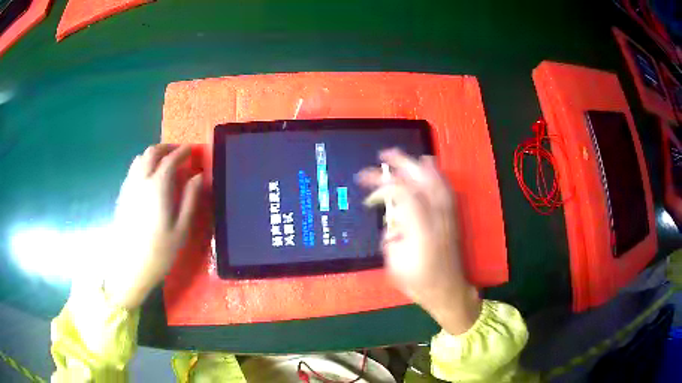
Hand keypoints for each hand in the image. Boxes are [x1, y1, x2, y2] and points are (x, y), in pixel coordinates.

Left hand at [105, 144, 202, 309]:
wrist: (129, 268)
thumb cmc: (159, 252)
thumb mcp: (182, 229)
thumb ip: (190, 199)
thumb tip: (199, 176)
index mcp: (157, 187)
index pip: (171, 159)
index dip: (183, 152)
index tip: (192, 150)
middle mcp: (140, 181)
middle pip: (151, 152)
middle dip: (166, 148)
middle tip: (178, 153)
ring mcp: (128, 187)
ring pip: (139, 159)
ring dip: (153, 154)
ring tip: (163, 162)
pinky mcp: (122, 196)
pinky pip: (132, 170)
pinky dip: (142, 165)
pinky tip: (148, 178)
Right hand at [357, 149, 479, 334]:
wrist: (448, 289)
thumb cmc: (418, 281)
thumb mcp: (394, 262)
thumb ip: (390, 235)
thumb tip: (392, 219)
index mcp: (420, 227)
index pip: (401, 193)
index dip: (381, 184)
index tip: (364, 186)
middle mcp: (436, 215)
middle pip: (420, 179)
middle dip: (400, 163)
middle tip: (382, 155)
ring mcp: (448, 213)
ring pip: (435, 179)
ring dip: (417, 164)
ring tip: (401, 157)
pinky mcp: (453, 215)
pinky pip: (445, 186)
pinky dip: (434, 173)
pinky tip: (427, 166)